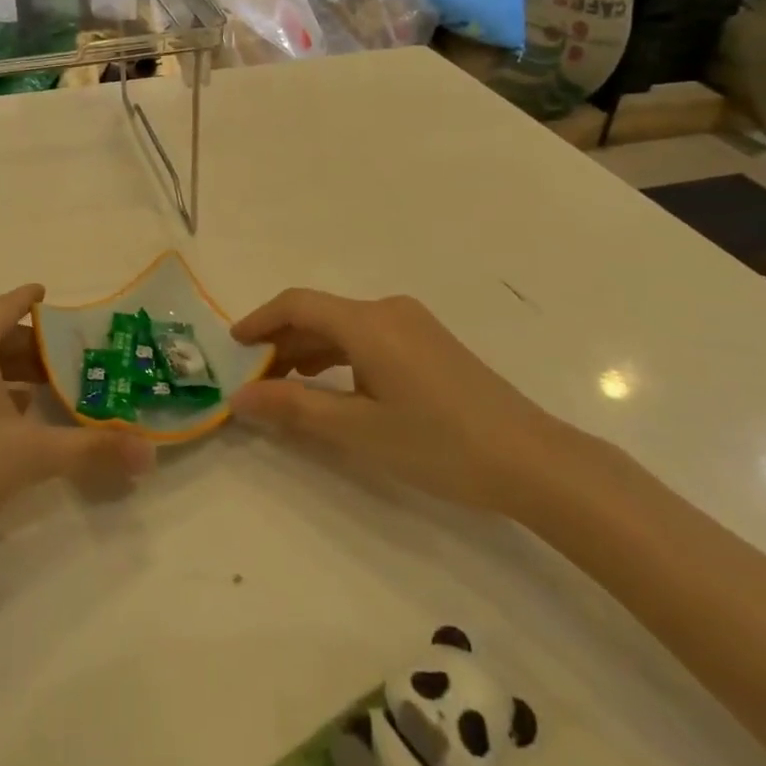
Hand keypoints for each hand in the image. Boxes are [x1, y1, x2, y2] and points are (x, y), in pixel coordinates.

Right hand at [230, 289, 557, 512]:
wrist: (533, 461)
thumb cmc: (439, 444)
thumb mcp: (358, 431)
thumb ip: (294, 410)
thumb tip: (239, 398)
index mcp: (368, 323)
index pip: (297, 304)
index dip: (259, 320)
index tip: (232, 346)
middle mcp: (388, 311)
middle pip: (320, 314)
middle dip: (282, 342)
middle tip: (254, 379)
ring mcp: (413, 325)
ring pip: (344, 328)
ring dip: (310, 351)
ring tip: (286, 387)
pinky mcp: (429, 344)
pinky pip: (369, 338)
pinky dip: (340, 357)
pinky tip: (333, 388)